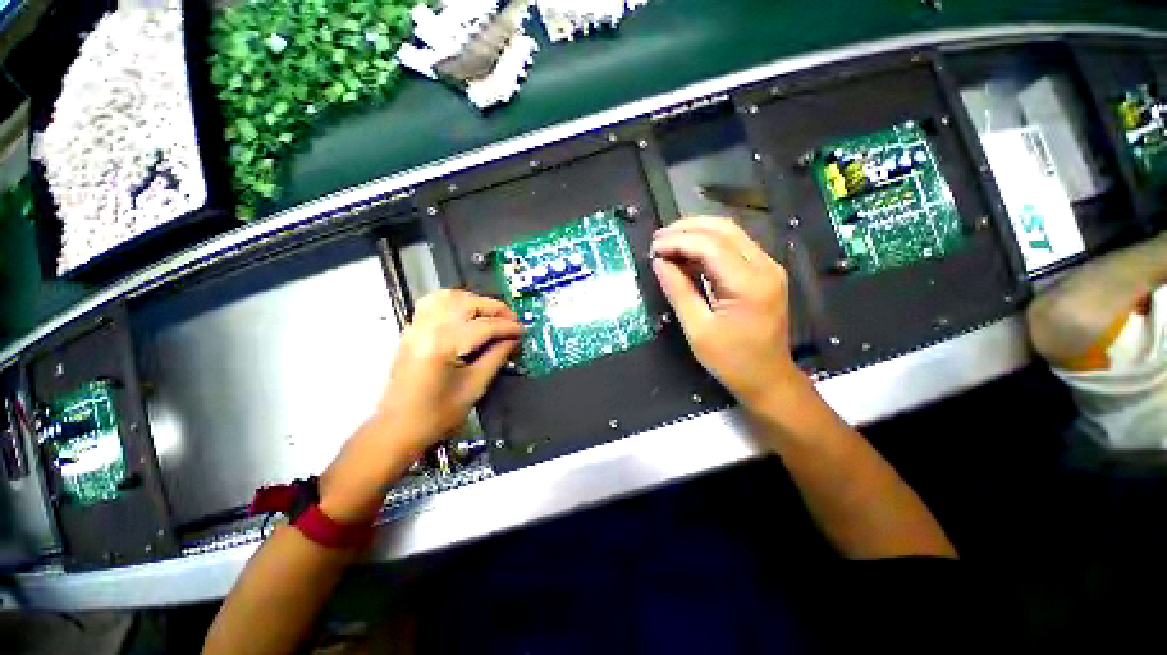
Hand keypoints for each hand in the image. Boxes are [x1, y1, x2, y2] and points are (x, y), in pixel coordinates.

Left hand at [377, 289, 521, 448]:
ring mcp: (416, 327)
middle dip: (495, 308)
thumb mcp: (475, 387)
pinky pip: (434, 302)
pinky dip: (455, 301)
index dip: (507, 327)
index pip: (483, 326)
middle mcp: (427, 329)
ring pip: (449, 297)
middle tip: (512, 321)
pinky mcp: (412, 330)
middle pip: (467, 304)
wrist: (397, 429)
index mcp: (442, 346)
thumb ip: (496, 356)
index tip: (523, 331)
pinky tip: (467, 312)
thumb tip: (513, 338)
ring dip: (475, 301)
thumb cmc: (438, 415)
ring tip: (492, 315)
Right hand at [651, 216, 802, 409]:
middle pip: (724, 229)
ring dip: (697, 233)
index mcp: (749, 284)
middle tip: (658, 240)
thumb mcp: (697, 329)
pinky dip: (708, 246)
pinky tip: (687, 255)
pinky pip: (734, 248)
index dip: (678, 242)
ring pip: (730, 233)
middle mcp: (765, 267)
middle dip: (687, 229)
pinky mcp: (764, 273)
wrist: (768, 378)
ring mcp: (768, 267)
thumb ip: (678, 291)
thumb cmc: (732, 361)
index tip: (653, 249)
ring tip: (668, 244)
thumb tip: (659, 262)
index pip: (710, 246)